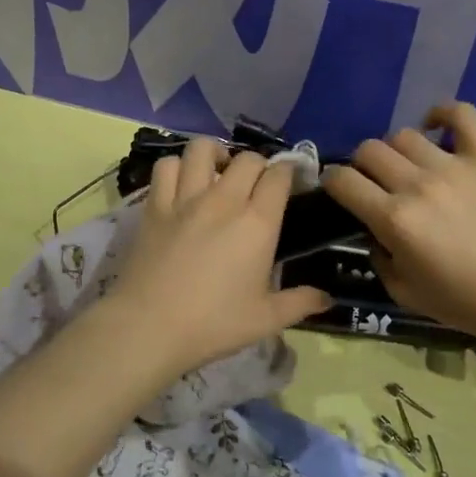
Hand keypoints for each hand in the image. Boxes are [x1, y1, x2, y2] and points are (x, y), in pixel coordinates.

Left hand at [97, 138, 331, 385]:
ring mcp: (185, 199)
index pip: (279, 176)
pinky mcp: (154, 206)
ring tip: (218, 172)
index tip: (291, 181)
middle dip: (259, 164)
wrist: (149, 327)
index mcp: (257, 224)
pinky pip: (166, 167)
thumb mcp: (265, 320)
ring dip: (216, 154)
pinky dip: (177, 167)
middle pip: (247, 159)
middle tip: (257, 184)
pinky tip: (182, 183)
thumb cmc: (213, 324)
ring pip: (202, 149)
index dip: (289, 171)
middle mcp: (224, 201)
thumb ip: (300, 303)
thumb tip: (327, 298)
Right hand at [322, 101, 475, 344]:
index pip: (342, 179)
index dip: (333, 181)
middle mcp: (418, 185)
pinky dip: (443, 114)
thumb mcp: (402, 292)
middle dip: (362, 166)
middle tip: (377, 182)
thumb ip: (377, 255)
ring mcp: (454, 166)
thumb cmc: (462, 301)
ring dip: (398, 150)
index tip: (339, 189)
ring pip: (404, 134)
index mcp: (393, 220)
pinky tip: (437, 128)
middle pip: (369, 150)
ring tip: (411, 166)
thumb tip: (373, 228)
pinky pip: (461, 114)